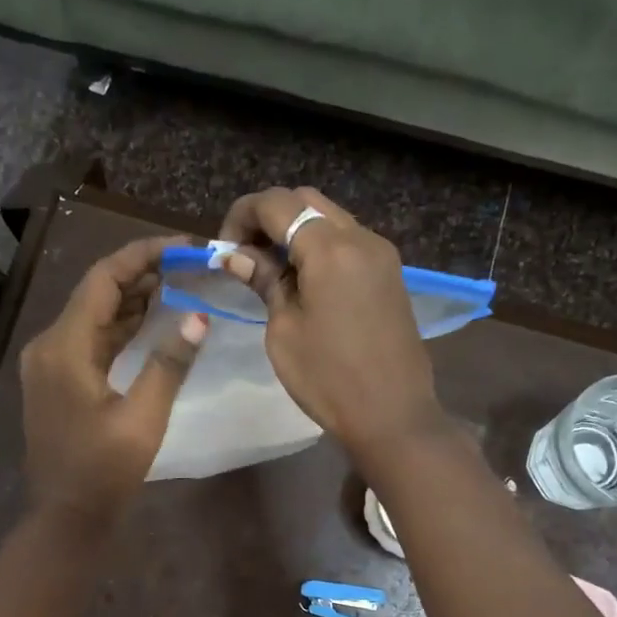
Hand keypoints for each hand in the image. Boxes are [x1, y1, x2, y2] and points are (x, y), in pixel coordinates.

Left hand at [19, 236, 207, 529]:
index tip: (182, 246)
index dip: (142, 256)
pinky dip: (120, 326)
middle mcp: (50, 345)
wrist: (66, 516)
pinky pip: (90, 340)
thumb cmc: (104, 470)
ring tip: (177, 281)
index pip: (103, 280)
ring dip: (132, 298)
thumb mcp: (143, 418)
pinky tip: (151, 319)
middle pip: (96, 293)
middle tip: (187, 262)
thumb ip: (169, 363)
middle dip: (140, 273)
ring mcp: (50, 363)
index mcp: (65, 347)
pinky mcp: (58, 380)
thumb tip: (198, 315)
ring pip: (93, 316)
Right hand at [219, 187, 444, 456]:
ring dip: (295, 231)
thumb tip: (236, 255)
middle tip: (244, 256)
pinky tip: (303, 280)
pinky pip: (348, 241)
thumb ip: (263, 281)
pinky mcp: (390, 273)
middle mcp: (361, 238)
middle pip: (305, 201)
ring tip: (270, 270)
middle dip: (268, 219)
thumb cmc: (328, 378)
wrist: (392, 414)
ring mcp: (381, 254)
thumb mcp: (284, 330)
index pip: (277, 204)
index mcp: (331, 249)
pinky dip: (319, 246)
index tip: (223, 251)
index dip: (241, 217)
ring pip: (329, 218)